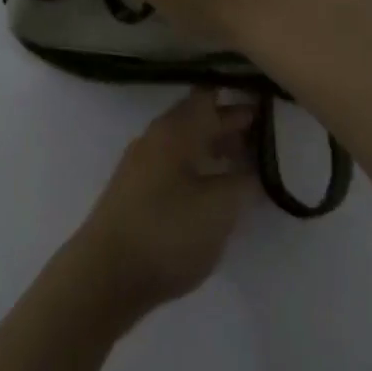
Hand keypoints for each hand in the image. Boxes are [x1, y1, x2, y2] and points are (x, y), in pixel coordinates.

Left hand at [69, 90, 258, 320]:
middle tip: (267, 133)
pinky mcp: (136, 191)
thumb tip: (253, 166)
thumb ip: (243, 181)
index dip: (238, 94)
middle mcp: (157, 137)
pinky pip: (175, 164)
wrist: (105, 276)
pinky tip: (215, 188)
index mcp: (176, 129)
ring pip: (186, 142)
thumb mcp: (220, 208)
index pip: (210, 95)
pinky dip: (199, 167)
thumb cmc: (168, 231)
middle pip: (198, 118)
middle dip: (230, 123)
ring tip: (247, 163)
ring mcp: (142, 164)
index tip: (266, 99)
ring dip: (215, 147)